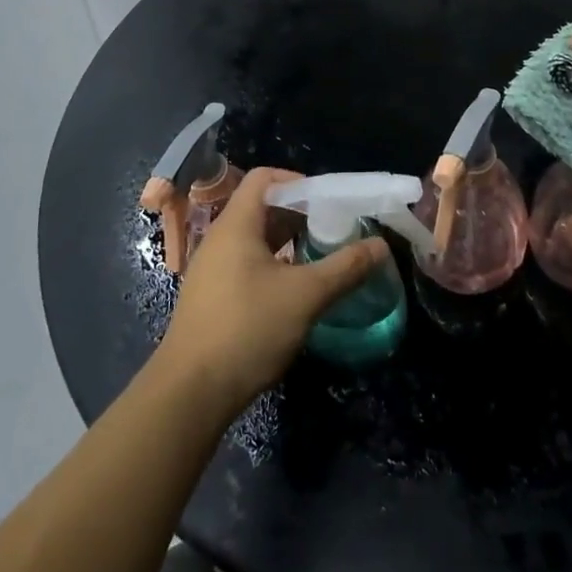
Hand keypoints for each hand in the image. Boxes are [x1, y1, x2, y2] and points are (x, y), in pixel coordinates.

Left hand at [157, 167, 387, 415]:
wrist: (191, 392)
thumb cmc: (247, 329)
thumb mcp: (305, 296)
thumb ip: (345, 267)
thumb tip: (381, 245)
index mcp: (236, 225)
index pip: (264, 178)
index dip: (298, 180)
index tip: (330, 200)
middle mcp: (220, 239)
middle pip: (261, 207)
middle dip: (300, 213)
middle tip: (335, 229)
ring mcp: (212, 269)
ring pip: (255, 239)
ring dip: (289, 241)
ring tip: (322, 256)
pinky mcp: (212, 297)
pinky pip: (247, 264)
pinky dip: (274, 264)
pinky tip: (296, 289)